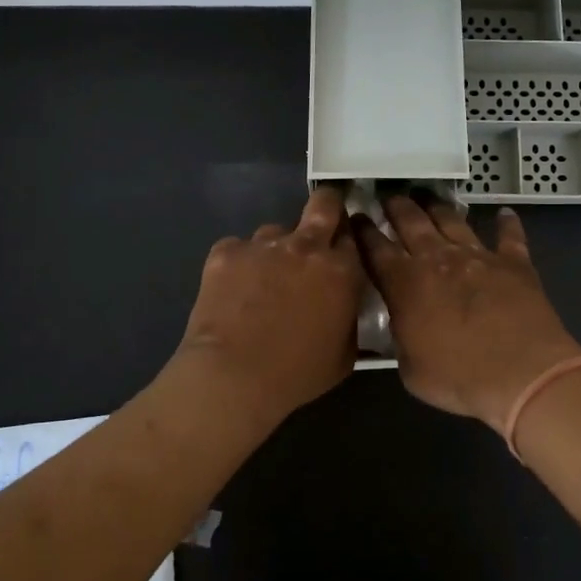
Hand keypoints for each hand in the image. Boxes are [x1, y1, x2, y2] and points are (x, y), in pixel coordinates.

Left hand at [172, 186, 363, 419]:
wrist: (234, 376)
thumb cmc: (297, 373)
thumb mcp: (345, 354)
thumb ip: (350, 319)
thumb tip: (345, 306)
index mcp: (341, 270)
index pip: (353, 237)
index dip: (347, 242)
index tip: (341, 251)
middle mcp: (306, 246)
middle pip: (323, 204)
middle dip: (326, 206)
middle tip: (320, 223)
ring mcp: (263, 244)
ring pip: (275, 232)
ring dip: (275, 250)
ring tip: (263, 280)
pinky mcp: (227, 251)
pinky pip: (238, 248)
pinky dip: (239, 264)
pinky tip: (233, 290)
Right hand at [354, 194, 580, 430]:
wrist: (522, 373)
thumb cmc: (458, 378)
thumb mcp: (411, 369)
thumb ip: (401, 338)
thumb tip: (401, 325)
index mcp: (405, 284)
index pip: (375, 249)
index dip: (363, 231)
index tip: (355, 216)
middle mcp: (438, 259)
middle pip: (411, 222)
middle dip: (397, 206)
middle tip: (389, 195)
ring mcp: (477, 256)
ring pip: (451, 220)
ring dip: (437, 206)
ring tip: (427, 195)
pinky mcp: (513, 262)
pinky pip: (509, 235)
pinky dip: (506, 223)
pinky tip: (504, 212)